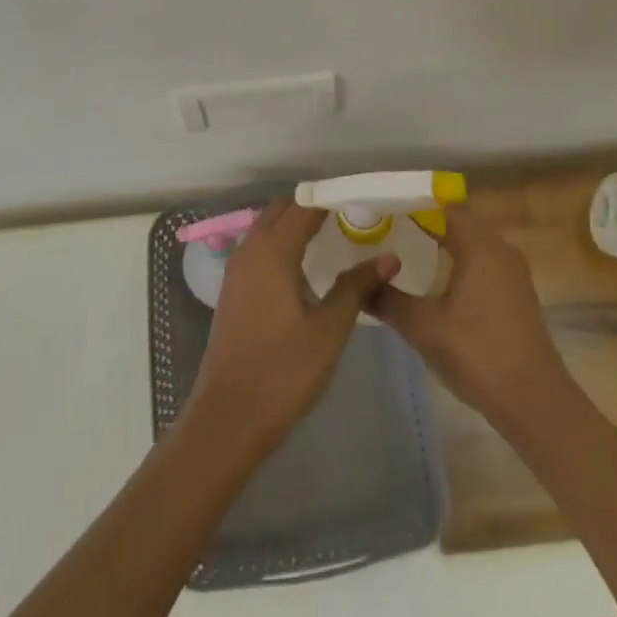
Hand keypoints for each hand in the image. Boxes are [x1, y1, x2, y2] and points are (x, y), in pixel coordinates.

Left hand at [184, 200, 398, 448]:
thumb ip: (356, 287)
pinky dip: (281, 241)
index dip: (332, 198)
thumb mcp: (329, 330)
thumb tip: (389, 257)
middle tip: (349, 215)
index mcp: (273, 252)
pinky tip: (303, 263)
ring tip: (331, 233)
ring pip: (267, 226)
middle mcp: (250, 250)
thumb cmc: (282, 372)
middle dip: (313, 205)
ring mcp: (237, 269)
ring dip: (294, 222)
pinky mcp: (233, 288)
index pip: (304, 206)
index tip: (362, 198)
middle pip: (282, 209)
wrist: (228, 418)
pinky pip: (259, 246)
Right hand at [370, 206, 569, 424]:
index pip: (443, 206)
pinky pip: (482, 260)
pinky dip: (458, 259)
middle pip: (458, 220)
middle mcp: (500, 248)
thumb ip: (388, 298)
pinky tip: (436, 278)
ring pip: (472, 241)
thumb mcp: (423, 326)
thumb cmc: (477, 353)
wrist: (534, 402)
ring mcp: (512, 271)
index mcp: (480, 245)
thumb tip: (359, 281)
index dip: (412, 203)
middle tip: (387, 226)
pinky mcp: (515, 293)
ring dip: (442, 240)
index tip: (382, 208)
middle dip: (424, 220)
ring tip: (405, 248)